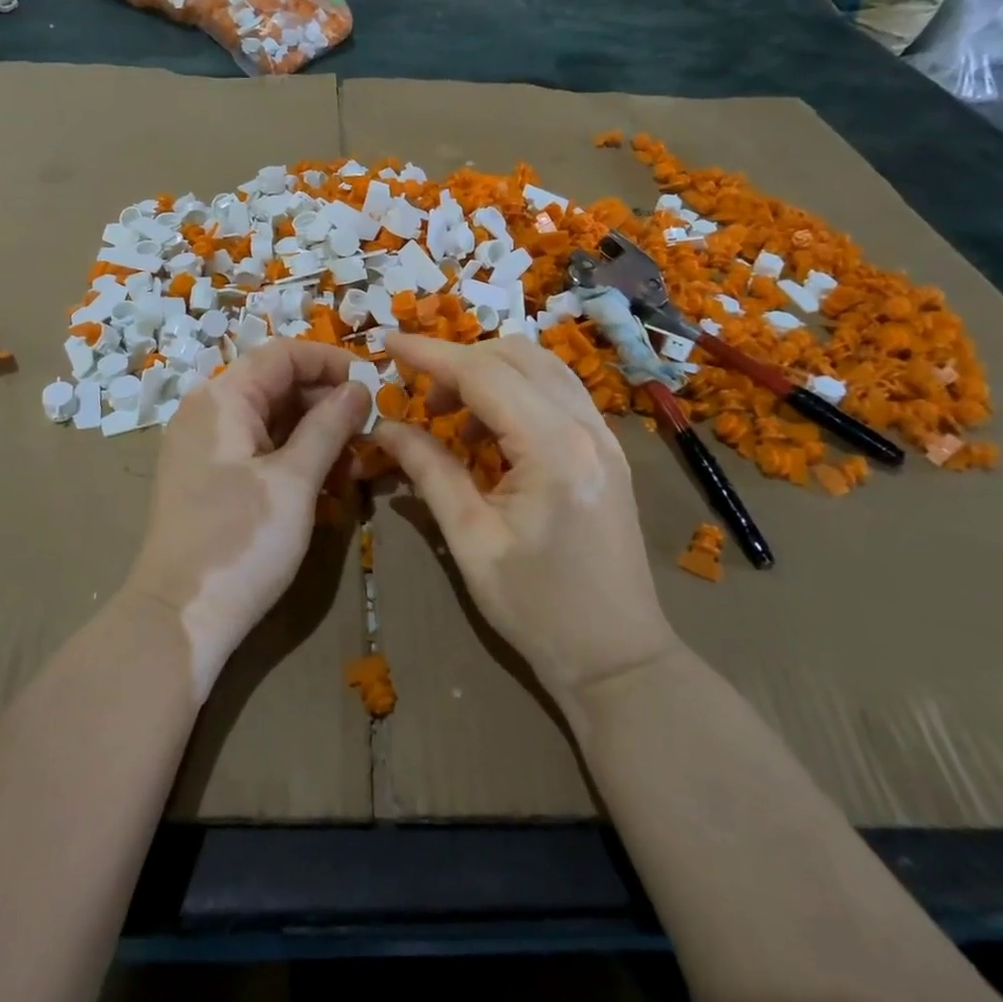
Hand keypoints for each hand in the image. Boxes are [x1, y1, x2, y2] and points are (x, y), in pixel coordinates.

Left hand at [128, 339, 371, 701]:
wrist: (177, 619)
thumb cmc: (240, 541)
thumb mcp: (295, 481)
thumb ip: (329, 426)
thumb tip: (358, 388)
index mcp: (223, 397)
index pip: (283, 354)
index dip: (330, 362)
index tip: (374, 385)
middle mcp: (208, 410)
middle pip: (277, 385)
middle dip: (326, 403)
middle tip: (369, 433)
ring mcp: (205, 446)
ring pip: (270, 420)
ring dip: (315, 435)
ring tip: (354, 467)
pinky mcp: (208, 478)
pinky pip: (258, 449)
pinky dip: (292, 458)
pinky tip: (325, 484)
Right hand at [373, 334, 679, 709]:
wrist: (619, 660)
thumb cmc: (538, 610)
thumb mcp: (470, 540)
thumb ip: (428, 470)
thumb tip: (384, 427)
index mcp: (553, 448)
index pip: (484, 374)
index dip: (431, 353)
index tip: (388, 342)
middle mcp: (586, 427)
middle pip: (515, 356)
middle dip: (459, 361)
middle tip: (419, 396)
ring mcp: (604, 436)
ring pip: (540, 367)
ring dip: (489, 372)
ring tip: (450, 414)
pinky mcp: (606, 449)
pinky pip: (556, 392)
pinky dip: (515, 391)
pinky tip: (490, 430)